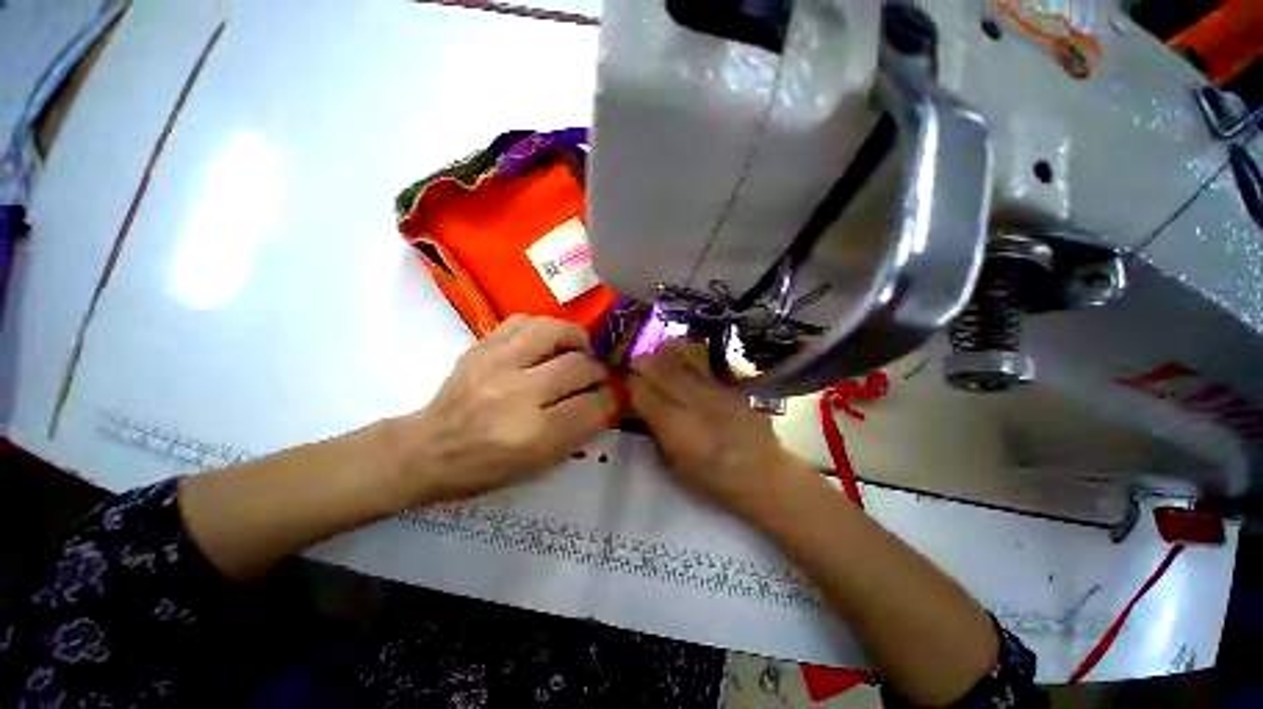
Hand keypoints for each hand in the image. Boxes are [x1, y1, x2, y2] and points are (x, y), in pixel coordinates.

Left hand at [394, 315, 615, 502]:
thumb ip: (577, 431)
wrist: (429, 448)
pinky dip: (545, 327)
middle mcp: (518, 394)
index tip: (609, 397)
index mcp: (534, 434)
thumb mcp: (538, 464)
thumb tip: (602, 400)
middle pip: (579, 367)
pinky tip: (548, 340)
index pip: (591, 406)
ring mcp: (497, 364)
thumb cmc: (486, 466)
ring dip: (576, 339)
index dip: (608, 399)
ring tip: (578, 349)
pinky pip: (524, 321)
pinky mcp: (482, 347)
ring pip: (554, 332)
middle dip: (597, 371)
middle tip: (595, 376)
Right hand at [626, 341, 814, 517]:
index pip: (644, 394)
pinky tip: (677, 359)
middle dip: (641, 363)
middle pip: (660, 370)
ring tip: (651, 357)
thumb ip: (656, 433)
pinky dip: (683, 359)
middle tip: (632, 363)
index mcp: (678, 430)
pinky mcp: (730, 385)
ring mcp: (716, 390)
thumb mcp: (675, 467)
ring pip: (680, 361)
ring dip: (661, 357)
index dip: (629, 383)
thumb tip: (639, 406)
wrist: (765, 474)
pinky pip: (700, 365)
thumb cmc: (715, 481)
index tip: (621, 381)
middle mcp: (696, 403)